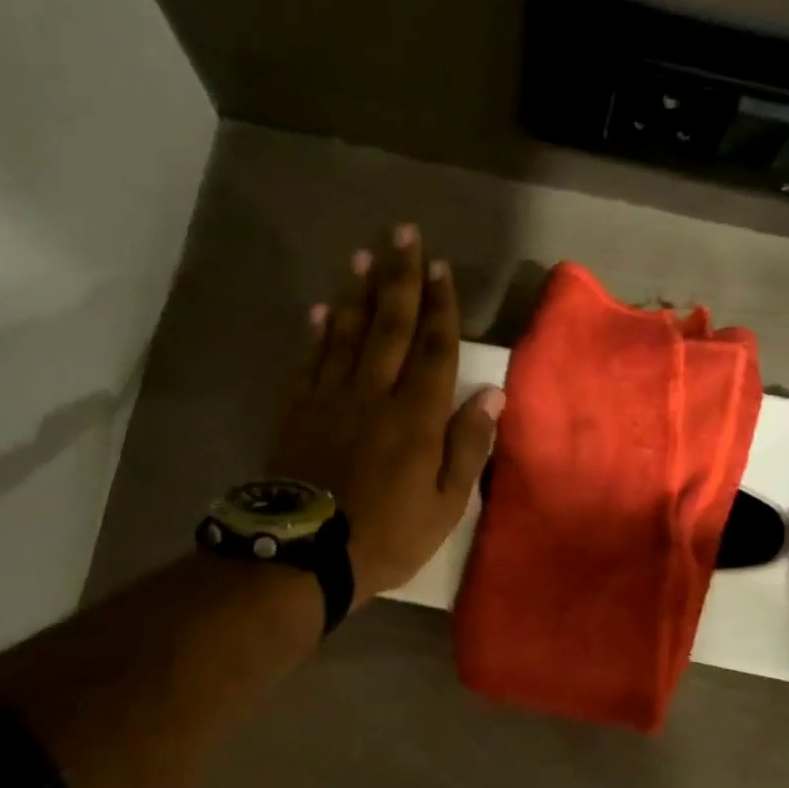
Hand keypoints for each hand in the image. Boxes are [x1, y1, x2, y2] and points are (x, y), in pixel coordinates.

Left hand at [267, 224, 503, 605]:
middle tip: (402, 233)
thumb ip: (468, 447)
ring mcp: (331, 400)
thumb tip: (491, 395)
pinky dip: (316, 333)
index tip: (440, 266)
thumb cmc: (387, 536)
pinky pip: (310, 362)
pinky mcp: (297, 412)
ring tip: (364, 256)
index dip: (440, 306)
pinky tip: (321, 309)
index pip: (434, 349)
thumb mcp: (446, 506)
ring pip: (347, 334)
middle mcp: (375, 395)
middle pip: (391, 326)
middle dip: (400, 277)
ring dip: (357, 292)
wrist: (307, 554)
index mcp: (417, 417)